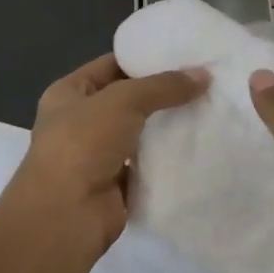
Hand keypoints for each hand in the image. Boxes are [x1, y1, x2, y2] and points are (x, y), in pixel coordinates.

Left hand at [11, 54, 207, 256]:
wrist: (65, 217)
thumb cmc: (82, 144)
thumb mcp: (123, 100)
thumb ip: (163, 86)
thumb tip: (204, 75)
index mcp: (68, 93)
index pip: (111, 66)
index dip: (144, 59)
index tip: (183, 55)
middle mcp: (79, 122)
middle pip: (128, 100)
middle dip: (162, 94)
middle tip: (204, 82)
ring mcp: (97, 156)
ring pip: (139, 133)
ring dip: (167, 127)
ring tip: (208, 110)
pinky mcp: (116, 186)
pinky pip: (147, 165)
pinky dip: (167, 159)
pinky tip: (198, 146)